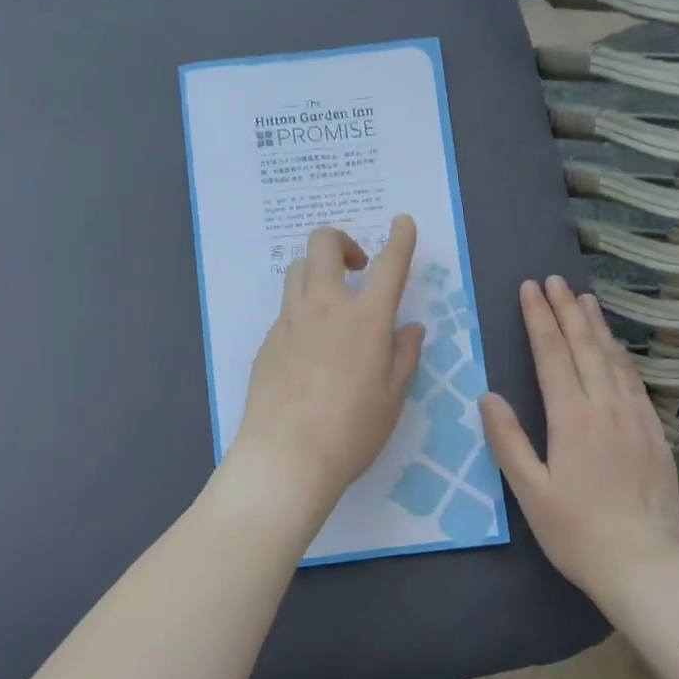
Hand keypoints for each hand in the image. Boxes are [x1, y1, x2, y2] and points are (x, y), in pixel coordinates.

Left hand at [228, 216, 423, 513]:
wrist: (286, 456)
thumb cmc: (351, 431)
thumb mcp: (392, 397)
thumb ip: (404, 355)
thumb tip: (410, 328)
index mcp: (366, 320)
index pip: (389, 265)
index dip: (400, 238)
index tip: (402, 222)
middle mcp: (325, 307)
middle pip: (323, 245)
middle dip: (343, 240)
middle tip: (358, 266)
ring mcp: (290, 321)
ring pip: (297, 270)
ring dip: (317, 270)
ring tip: (332, 301)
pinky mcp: (267, 341)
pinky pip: (286, 308)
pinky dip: (302, 308)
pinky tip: (310, 345)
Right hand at [480, 276, 678, 601]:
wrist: (648, 566)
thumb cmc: (578, 533)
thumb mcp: (531, 492)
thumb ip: (508, 441)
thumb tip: (488, 396)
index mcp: (572, 419)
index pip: (553, 355)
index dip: (540, 319)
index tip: (530, 289)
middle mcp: (606, 408)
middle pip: (585, 347)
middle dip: (567, 310)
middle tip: (554, 280)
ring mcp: (636, 418)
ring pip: (613, 359)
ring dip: (596, 325)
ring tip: (585, 298)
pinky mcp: (655, 433)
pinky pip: (634, 381)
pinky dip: (620, 355)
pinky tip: (615, 348)